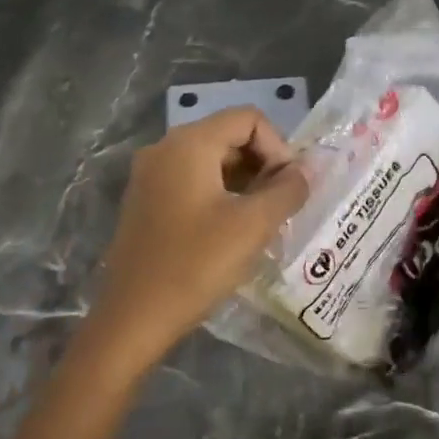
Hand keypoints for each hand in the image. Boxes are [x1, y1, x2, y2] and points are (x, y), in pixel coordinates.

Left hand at [87, 107, 309, 367]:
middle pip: (229, 136)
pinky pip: (192, 182)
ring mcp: (150, 175)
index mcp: (189, 144)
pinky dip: (220, 195)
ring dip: (244, 182)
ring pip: (212, 161)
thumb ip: (287, 190)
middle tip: (280, 206)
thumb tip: (305, 172)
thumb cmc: (196, 265)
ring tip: (262, 221)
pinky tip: (232, 231)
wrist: (133, 318)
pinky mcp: (146, 201)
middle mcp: (165, 148)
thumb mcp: (253, 226)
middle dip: (263, 165)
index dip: (278, 148)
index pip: (248, 119)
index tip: (288, 188)